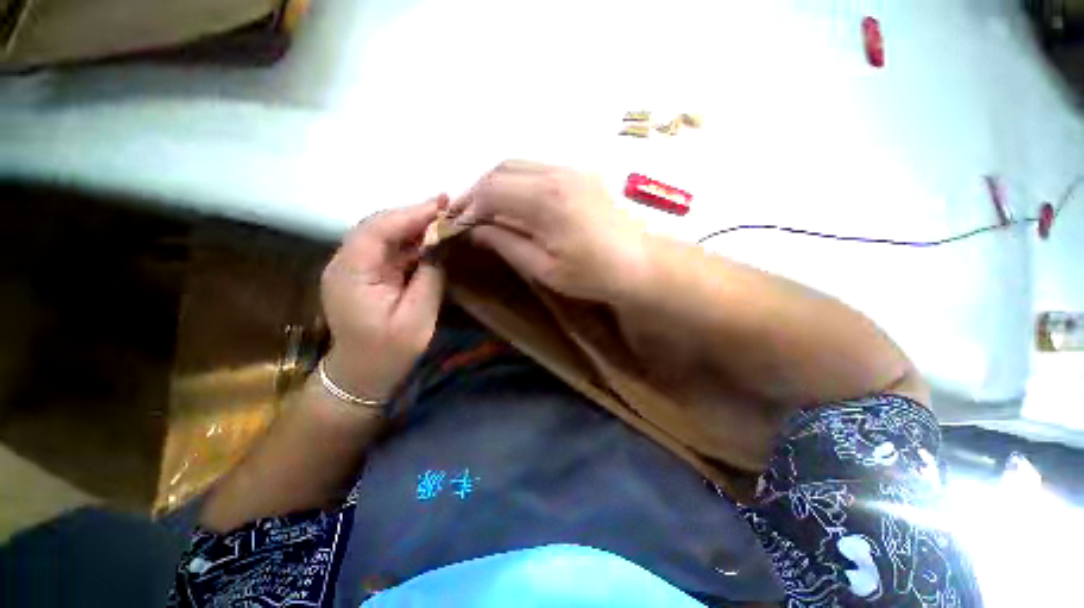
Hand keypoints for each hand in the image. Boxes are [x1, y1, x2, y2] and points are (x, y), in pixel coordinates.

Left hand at [320, 197, 446, 400]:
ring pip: (382, 235)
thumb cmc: (389, 352)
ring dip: (412, 225)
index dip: (410, 213)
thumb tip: (440, 246)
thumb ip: (429, 278)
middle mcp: (345, 263)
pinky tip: (429, 238)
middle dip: (413, 214)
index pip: (377, 230)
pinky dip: (409, 241)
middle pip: (378, 226)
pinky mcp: (363, 274)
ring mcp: (352, 268)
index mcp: (351, 274)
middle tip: (447, 205)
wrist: (361, 375)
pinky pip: (386, 249)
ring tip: (442, 217)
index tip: (442, 203)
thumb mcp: (417, 318)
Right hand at [451, 160, 648, 302]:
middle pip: (502, 169)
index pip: (493, 190)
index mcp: (547, 200)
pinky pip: (538, 169)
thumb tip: (477, 230)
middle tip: (468, 214)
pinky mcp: (581, 173)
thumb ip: (507, 244)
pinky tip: (516, 203)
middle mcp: (558, 174)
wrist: (638, 264)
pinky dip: (518, 182)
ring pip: (519, 165)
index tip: (459, 223)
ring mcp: (572, 169)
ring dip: (498, 184)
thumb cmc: (592, 275)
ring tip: (487, 209)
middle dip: (479, 190)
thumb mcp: (544, 268)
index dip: (470, 205)